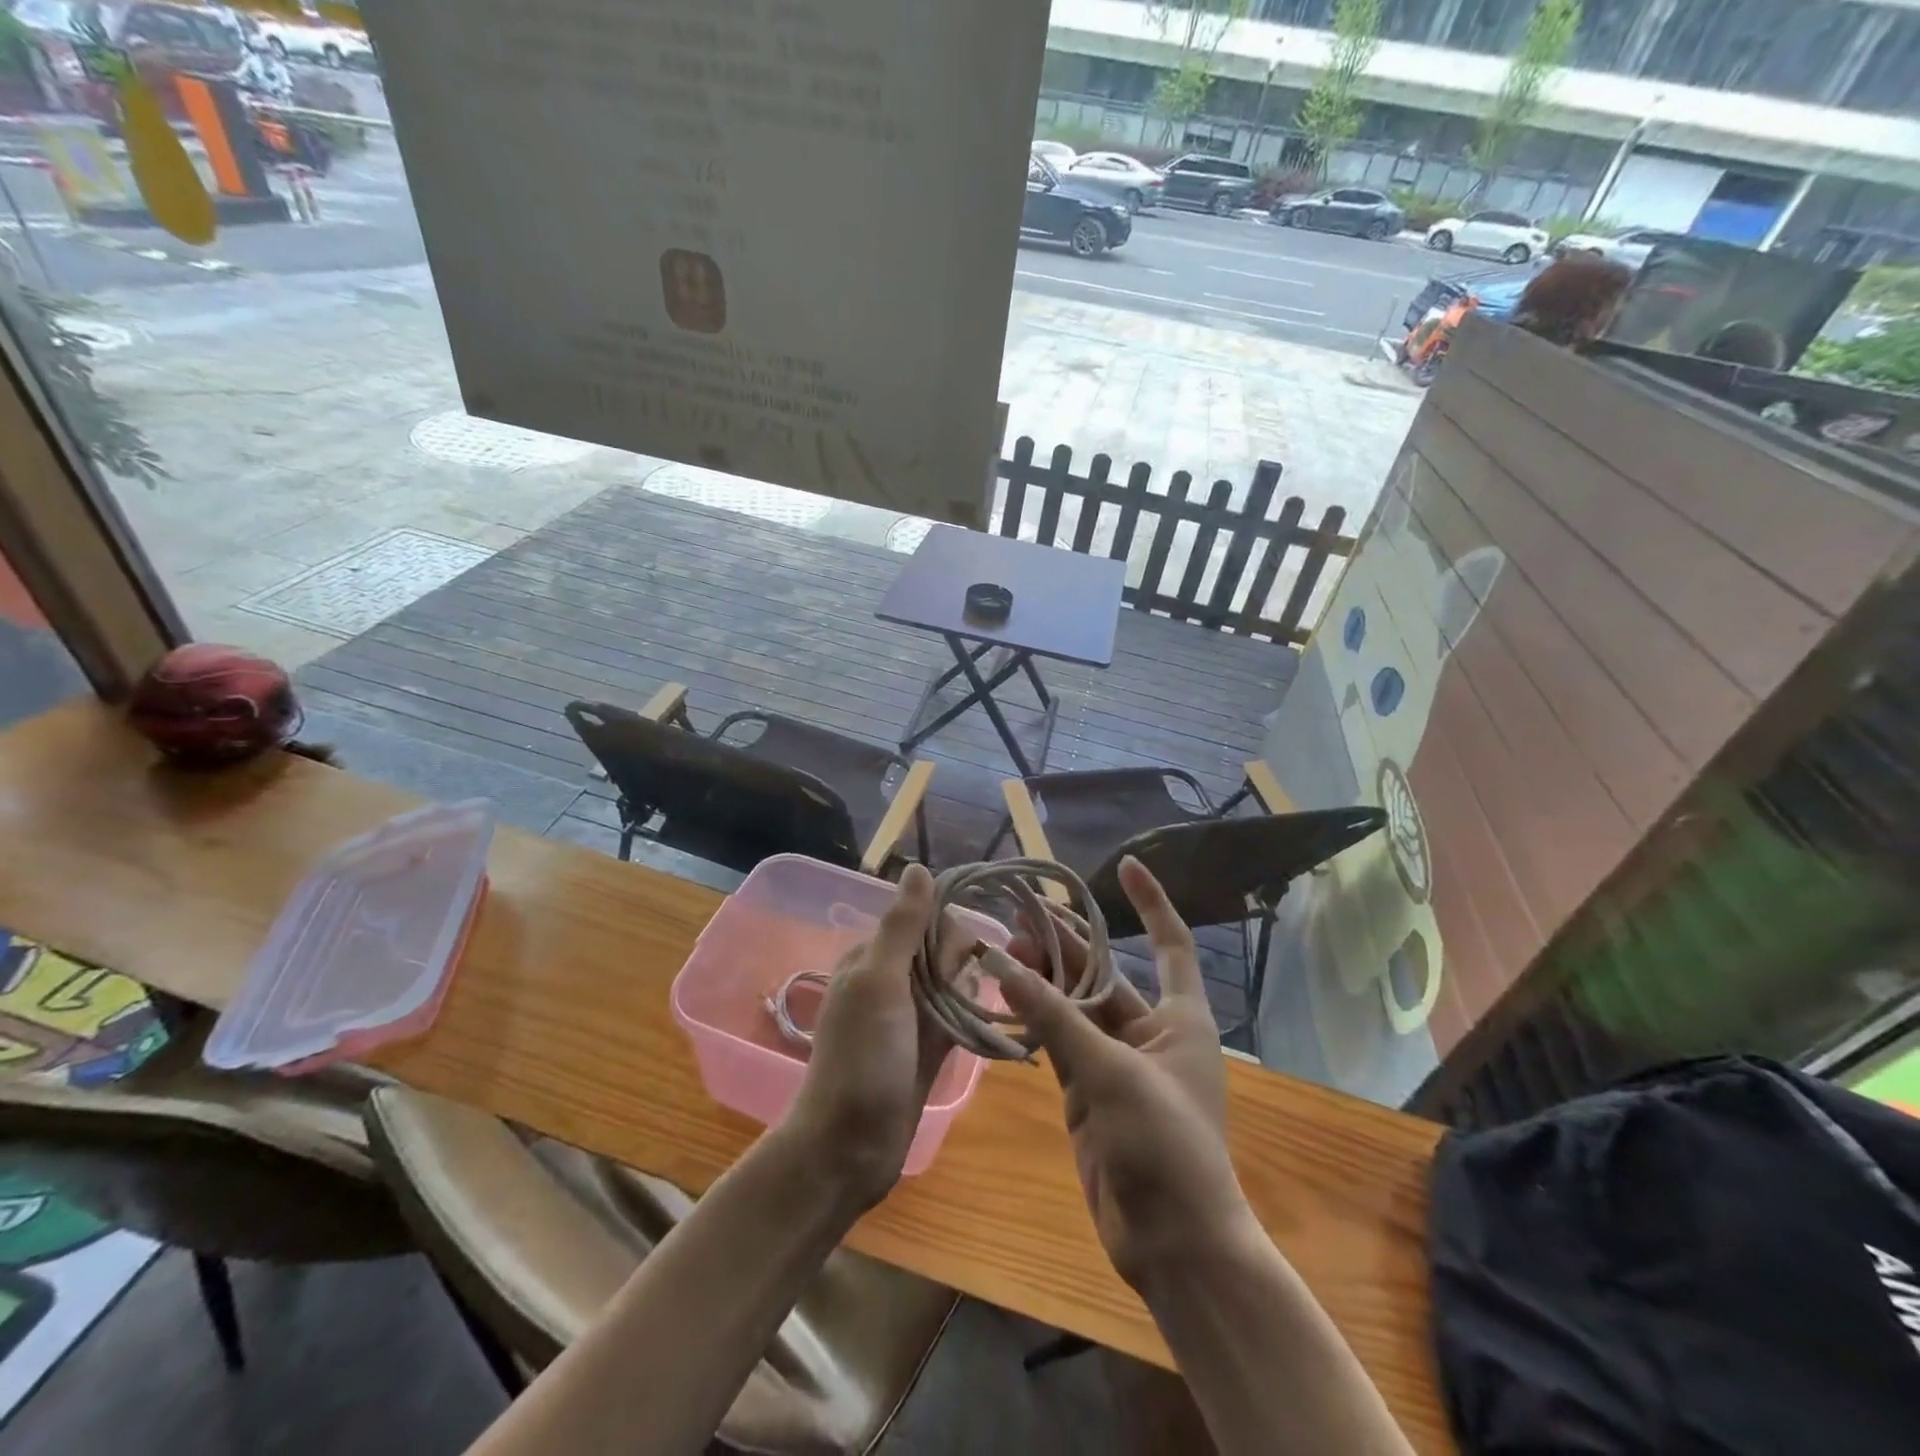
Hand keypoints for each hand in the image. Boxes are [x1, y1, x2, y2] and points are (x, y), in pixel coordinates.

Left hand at [786, 864, 968, 1206]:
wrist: (849, 1148)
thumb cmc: (862, 1059)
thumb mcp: (879, 983)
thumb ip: (902, 926)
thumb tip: (918, 867)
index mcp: (872, 956)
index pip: (924, 918)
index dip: (946, 934)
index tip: (954, 963)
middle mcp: (890, 978)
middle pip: (942, 949)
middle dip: (957, 967)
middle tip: (946, 1005)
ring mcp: (909, 1014)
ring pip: (954, 982)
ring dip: (965, 995)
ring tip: (959, 1026)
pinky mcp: (925, 1045)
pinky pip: (956, 1015)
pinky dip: (967, 1019)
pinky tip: (973, 1033)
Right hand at [990, 857, 1251, 1289]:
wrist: (1172, 1243)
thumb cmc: (1164, 1145)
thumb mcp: (1110, 1073)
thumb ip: (1055, 1018)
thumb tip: (1004, 964)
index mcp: (1180, 1018)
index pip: (1170, 943)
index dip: (1151, 902)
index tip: (1125, 865)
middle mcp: (1150, 1032)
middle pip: (1106, 972)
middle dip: (1068, 942)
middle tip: (1022, 912)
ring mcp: (1117, 1063)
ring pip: (1075, 1007)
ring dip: (1044, 980)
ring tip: (1002, 946)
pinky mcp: (1089, 1092)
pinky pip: (1058, 1043)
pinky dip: (1034, 1020)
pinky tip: (1004, 997)